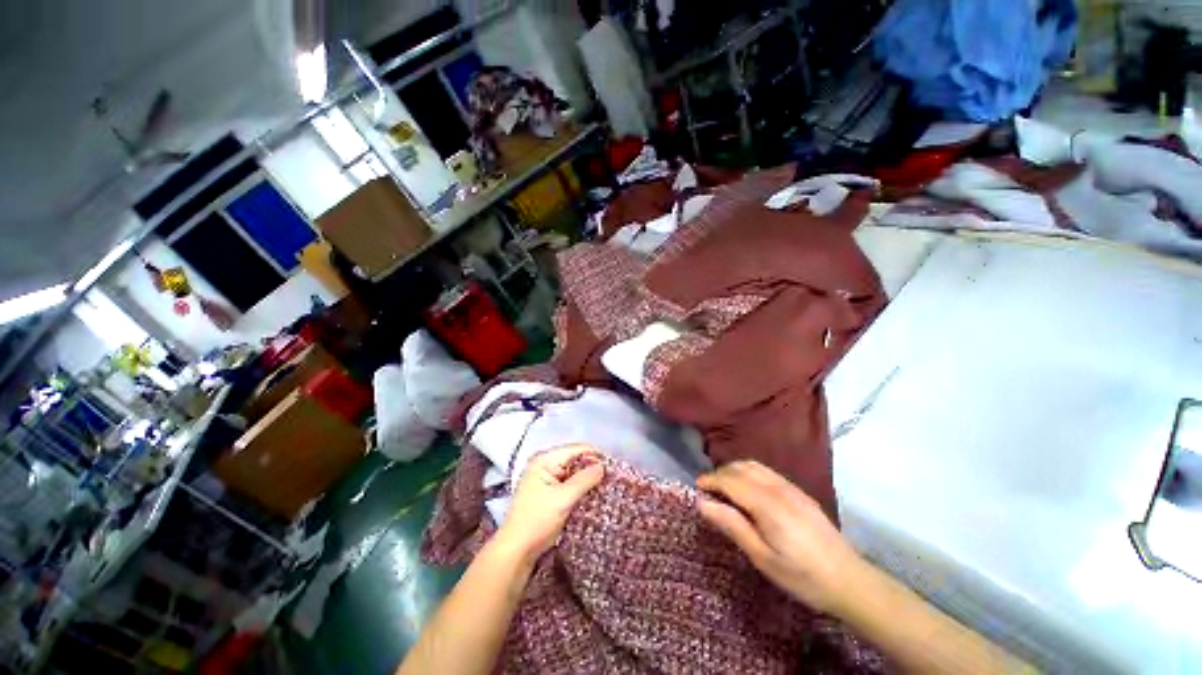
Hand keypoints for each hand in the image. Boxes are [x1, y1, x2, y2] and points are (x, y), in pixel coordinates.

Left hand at [494, 445, 605, 563]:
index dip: (595, 455)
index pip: (576, 449)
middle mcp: (545, 464)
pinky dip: (580, 488)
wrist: (516, 552)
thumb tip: (603, 466)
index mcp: (545, 460)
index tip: (614, 467)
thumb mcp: (563, 499)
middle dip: (592, 467)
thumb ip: (584, 480)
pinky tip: (592, 495)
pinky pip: (569, 483)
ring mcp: (546, 478)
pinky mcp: (548, 492)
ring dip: (587, 479)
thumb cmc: (537, 521)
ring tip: (606, 486)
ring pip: (574, 472)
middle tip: (612, 478)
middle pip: (575, 459)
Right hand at [697, 461, 862, 612]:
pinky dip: (749, 473)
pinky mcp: (799, 492)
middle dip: (720, 474)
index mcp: (767, 504)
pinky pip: (766, 472)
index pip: (730, 480)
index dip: (710, 480)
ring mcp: (791, 488)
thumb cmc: (802, 576)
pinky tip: (748, 491)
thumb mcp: (763, 558)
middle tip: (708, 492)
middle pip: (740, 468)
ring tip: (724, 489)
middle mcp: (778, 488)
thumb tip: (703, 503)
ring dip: (734, 471)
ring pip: (753, 466)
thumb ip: (733, 526)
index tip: (696, 488)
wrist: (850, 581)